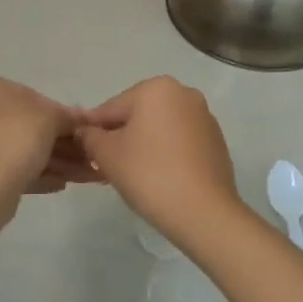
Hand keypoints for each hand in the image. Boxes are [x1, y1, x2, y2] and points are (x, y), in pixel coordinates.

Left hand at [0, 75, 100, 200]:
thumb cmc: (13, 138)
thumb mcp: (50, 118)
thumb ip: (68, 116)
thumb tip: (83, 117)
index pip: (30, 96)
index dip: (60, 115)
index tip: (81, 132)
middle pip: (25, 126)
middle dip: (60, 143)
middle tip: (87, 157)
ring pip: (18, 151)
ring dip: (53, 162)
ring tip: (82, 176)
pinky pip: (8, 170)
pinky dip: (34, 175)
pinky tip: (60, 184)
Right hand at [77, 77, 246, 248]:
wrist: (204, 212)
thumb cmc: (149, 174)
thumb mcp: (106, 154)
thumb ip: (90, 137)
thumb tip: (85, 131)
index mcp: (156, 88)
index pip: (111, 108)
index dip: (94, 132)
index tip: (86, 154)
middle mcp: (184, 94)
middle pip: (137, 116)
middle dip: (121, 138)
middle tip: (108, 168)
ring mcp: (204, 117)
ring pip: (159, 129)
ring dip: (143, 146)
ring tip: (134, 177)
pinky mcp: (216, 141)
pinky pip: (180, 142)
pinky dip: (166, 154)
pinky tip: (159, 179)